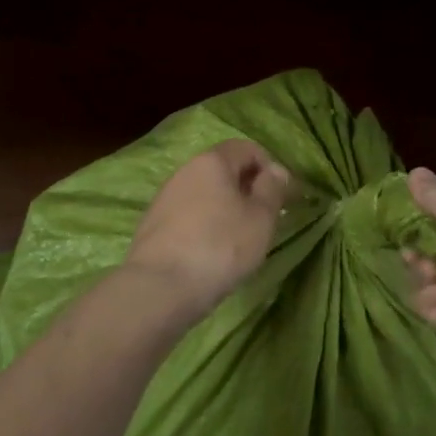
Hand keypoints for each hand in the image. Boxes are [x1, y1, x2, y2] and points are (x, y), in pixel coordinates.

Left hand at [124, 140, 289, 315]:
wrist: (161, 287)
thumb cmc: (221, 246)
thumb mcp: (261, 218)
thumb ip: (272, 189)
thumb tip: (275, 170)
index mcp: (212, 161)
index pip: (246, 148)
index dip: (269, 167)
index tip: (283, 196)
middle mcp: (185, 171)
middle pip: (223, 169)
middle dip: (247, 188)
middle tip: (265, 218)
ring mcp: (165, 197)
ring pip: (205, 193)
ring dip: (226, 208)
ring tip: (240, 238)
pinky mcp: (153, 224)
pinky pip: (189, 214)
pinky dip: (206, 224)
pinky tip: (213, 251)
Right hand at [401, 167, 435, 357]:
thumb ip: (432, 193)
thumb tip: (414, 172)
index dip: (425, 213)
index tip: (404, 218)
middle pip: (435, 247)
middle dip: (417, 249)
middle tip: (410, 253)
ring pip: (433, 278)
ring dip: (421, 276)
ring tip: (430, 276)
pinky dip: (429, 302)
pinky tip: (433, 295)